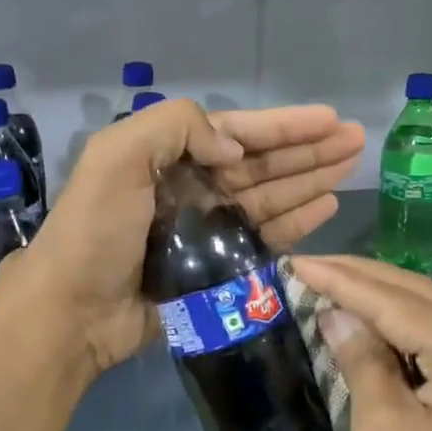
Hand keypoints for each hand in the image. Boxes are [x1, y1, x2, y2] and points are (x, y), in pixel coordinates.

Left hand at [9, 101, 364, 377]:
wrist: (73, 311)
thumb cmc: (95, 231)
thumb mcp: (117, 157)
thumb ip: (176, 129)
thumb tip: (233, 151)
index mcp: (169, 157)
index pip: (238, 133)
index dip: (285, 125)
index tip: (331, 119)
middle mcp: (192, 188)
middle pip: (262, 163)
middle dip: (308, 149)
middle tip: (358, 140)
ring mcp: (206, 230)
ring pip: (270, 197)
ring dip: (310, 180)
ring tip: (351, 167)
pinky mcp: (217, 269)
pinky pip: (264, 238)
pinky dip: (295, 222)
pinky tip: (325, 207)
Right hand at [291, 255, 431, 430]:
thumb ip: (363, 361)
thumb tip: (337, 314)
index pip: (398, 303)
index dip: (342, 281)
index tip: (295, 260)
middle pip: (422, 299)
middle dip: (363, 280)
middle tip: (310, 265)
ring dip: (383, 304)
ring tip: (332, 284)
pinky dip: (405, 336)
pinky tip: (372, 327)